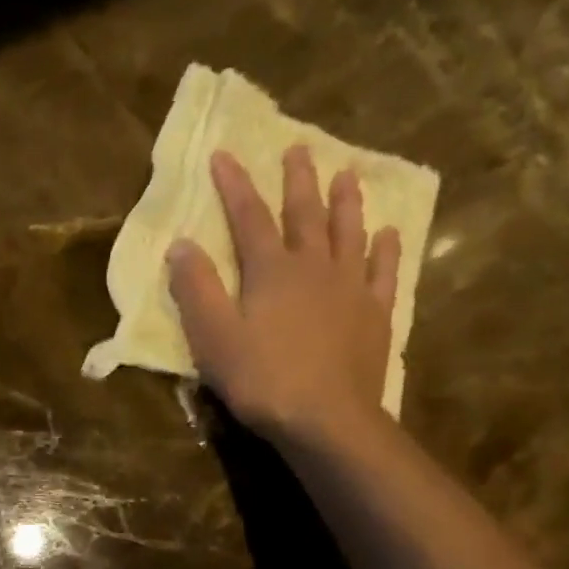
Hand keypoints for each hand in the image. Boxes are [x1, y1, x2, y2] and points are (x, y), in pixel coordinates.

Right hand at [167, 147, 401, 445]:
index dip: (234, 185)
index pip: (249, 217)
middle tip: (299, 149)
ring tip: (346, 174)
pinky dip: (386, 250)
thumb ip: (196, 289)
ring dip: (345, 202)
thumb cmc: (261, 379)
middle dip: (298, 181)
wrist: (325, 419)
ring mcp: (350, 289)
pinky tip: (388, 234)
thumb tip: (180, 244)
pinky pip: (383, 272)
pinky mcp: (375, 315)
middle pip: (305, 214)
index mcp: (271, 271)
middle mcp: (314, 267)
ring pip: (349, 233)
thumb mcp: (213, 337)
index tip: (224, 154)